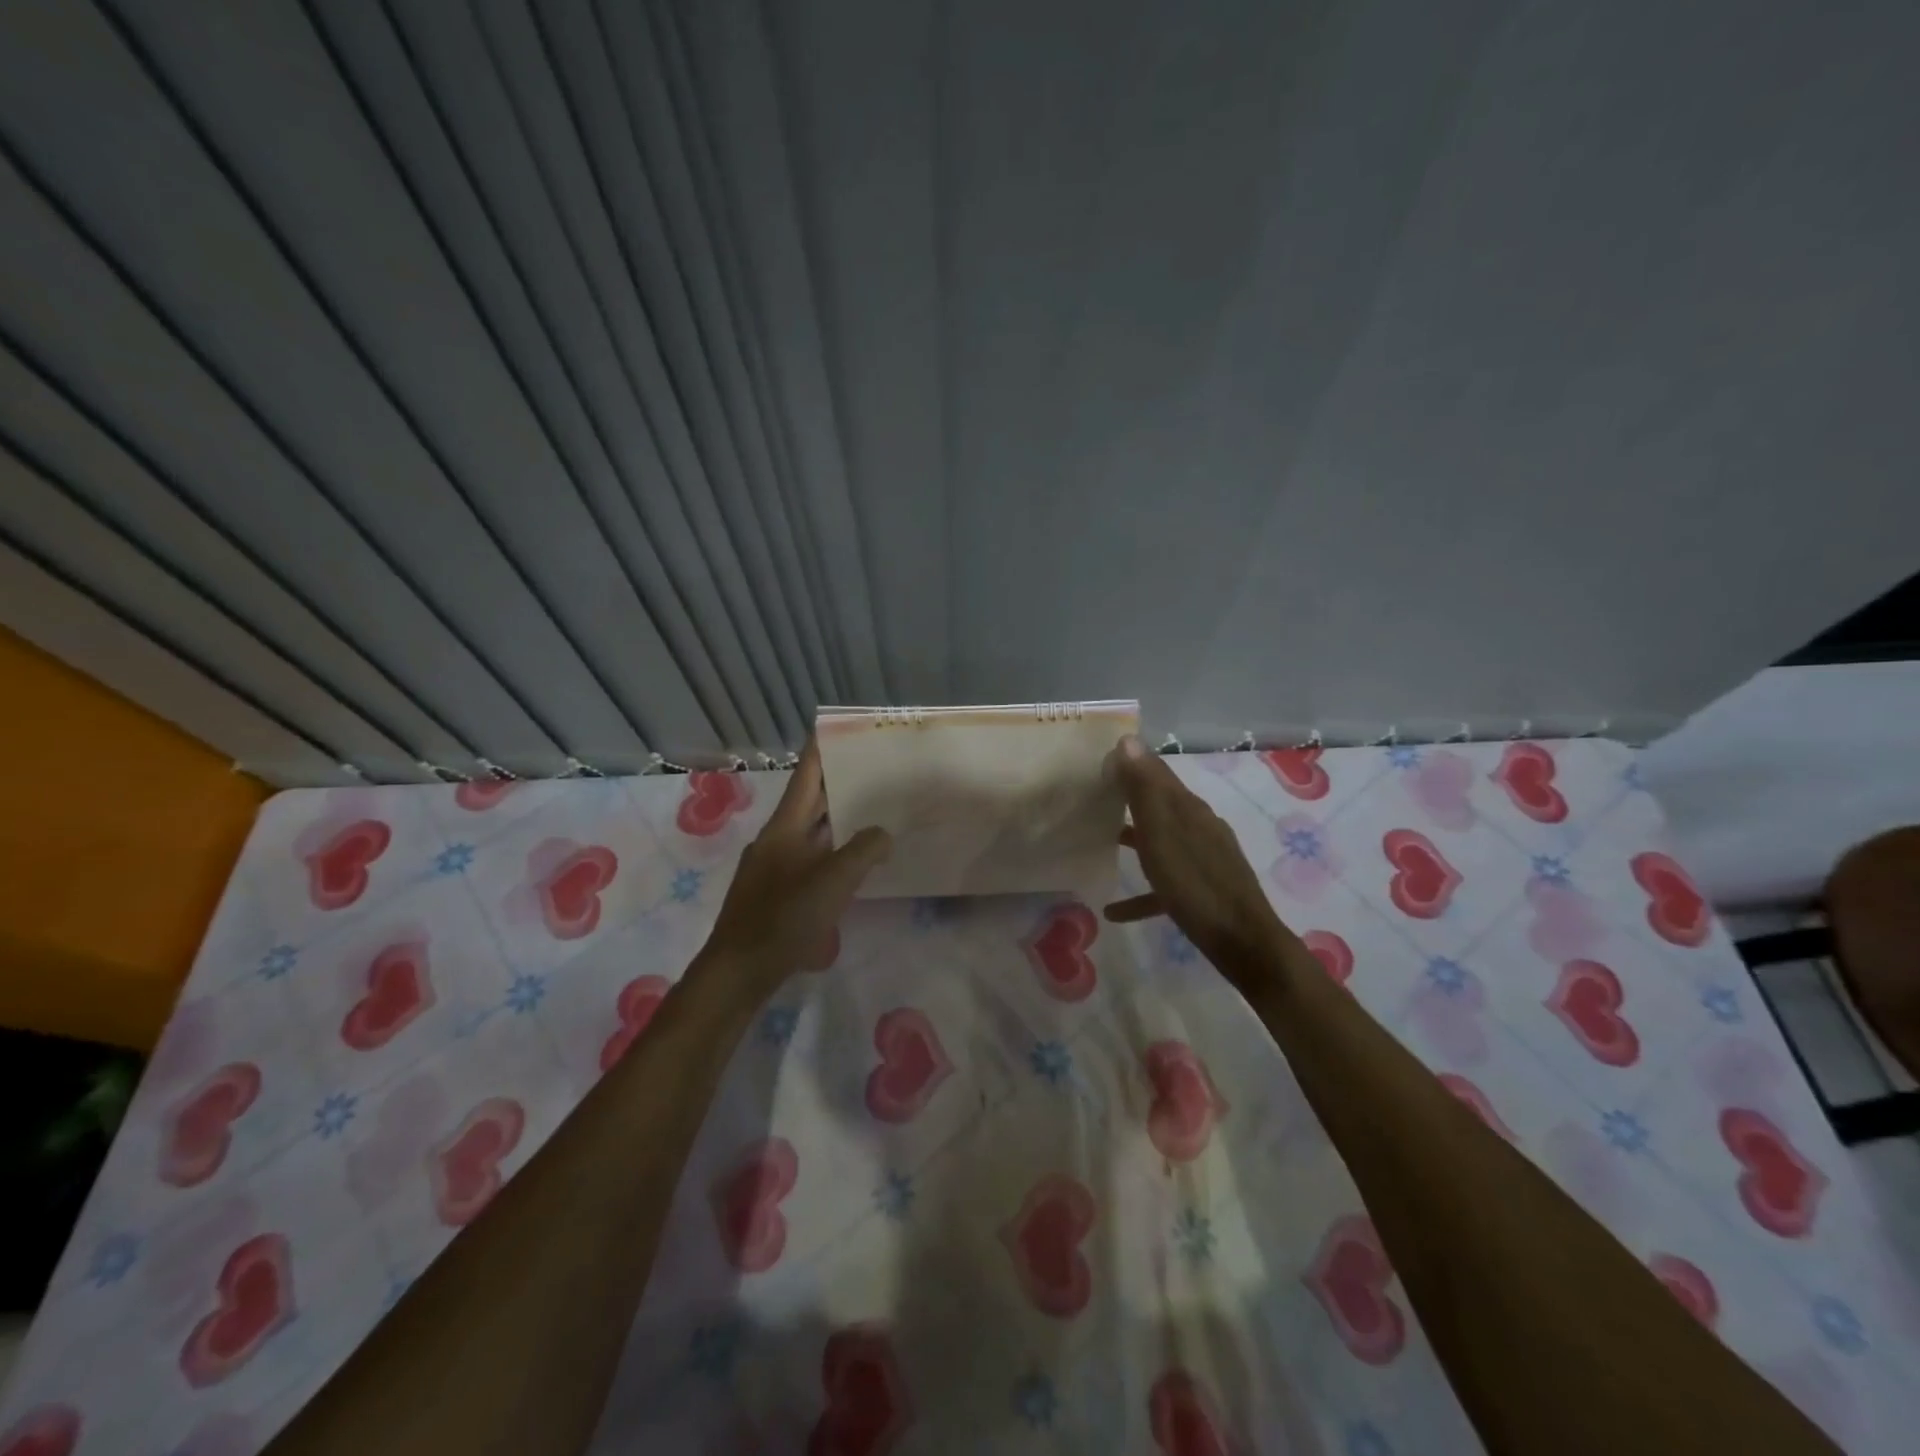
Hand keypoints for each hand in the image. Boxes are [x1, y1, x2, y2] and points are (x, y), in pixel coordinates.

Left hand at [696, 738, 891, 1003]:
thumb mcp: (833, 881)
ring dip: (836, 821)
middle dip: (836, 784)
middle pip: (808, 802)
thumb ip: (863, 851)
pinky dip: (831, 852)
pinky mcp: (776, 894)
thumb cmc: (784, 917)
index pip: (805, 776)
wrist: (739, 970)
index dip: (820, 750)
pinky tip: (851, 866)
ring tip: (870, 812)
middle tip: (870, 768)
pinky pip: (809, 860)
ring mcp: (773, 867)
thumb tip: (882, 834)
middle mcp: (777, 840)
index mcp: (785, 827)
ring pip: (810, 833)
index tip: (834, 726)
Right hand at [1104, 735, 1294, 982]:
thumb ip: (1145, 790)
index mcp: (1190, 810)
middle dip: (1130, 799)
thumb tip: (1128, 741)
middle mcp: (1200, 827)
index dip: (1130, 763)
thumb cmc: (1196, 886)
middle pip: (1160, 805)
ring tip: (1103, 841)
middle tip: (1094, 797)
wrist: (1245, 944)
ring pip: (1162, 841)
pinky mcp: (1204, 892)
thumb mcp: (1163, 835)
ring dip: (1135, 839)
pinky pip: (1165, 886)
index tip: (1099, 761)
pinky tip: (1114, 911)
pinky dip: (1142, 893)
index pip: (1158, 774)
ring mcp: (1205, 860)